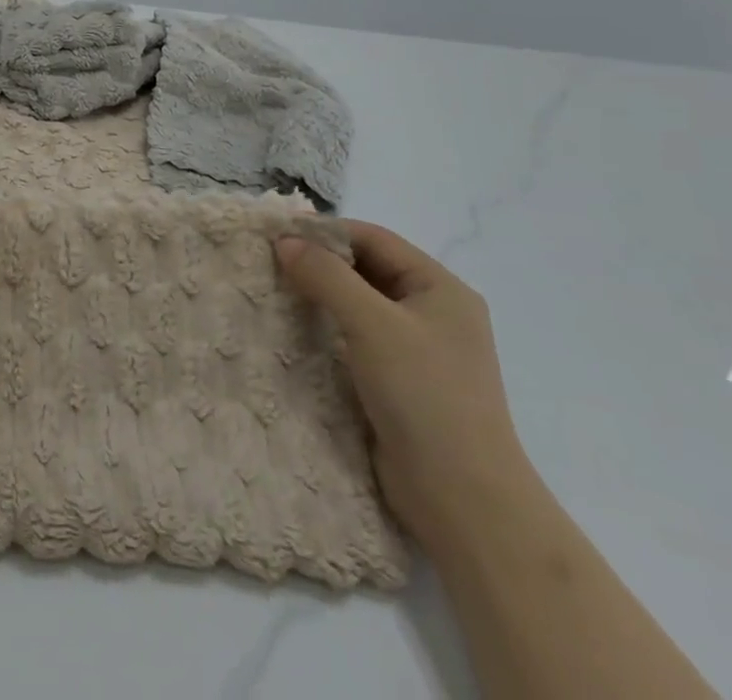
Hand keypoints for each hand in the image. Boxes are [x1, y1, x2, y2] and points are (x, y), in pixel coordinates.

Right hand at [274, 221, 537, 547]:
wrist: (463, 500)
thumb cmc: (425, 396)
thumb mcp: (372, 324)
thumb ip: (326, 275)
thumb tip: (284, 242)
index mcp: (440, 288)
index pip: (374, 239)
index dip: (326, 232)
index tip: (277, 235)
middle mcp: (432, 312)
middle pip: (366, 269)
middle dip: (319, 263)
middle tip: (268, 261)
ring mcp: (417, 350)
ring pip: (358, 304)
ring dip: (319, 296)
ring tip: (273, 291)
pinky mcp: (400, 382)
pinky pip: (355, 338)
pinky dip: (325, 328)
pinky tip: (294, 330)